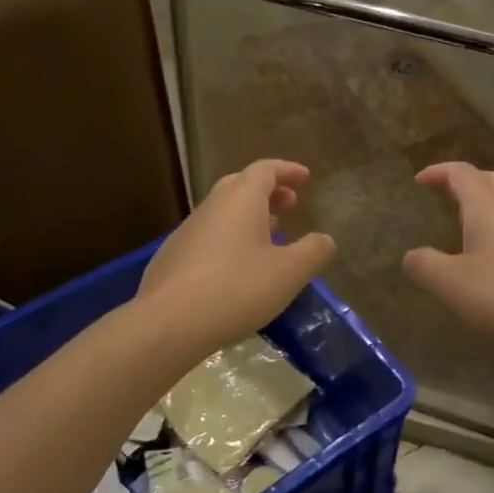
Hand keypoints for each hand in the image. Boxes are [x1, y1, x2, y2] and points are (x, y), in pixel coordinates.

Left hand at [138, 159, 336, 354]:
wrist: (168, 323)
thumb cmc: (237, 289)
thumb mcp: (289, 273)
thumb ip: (314, 251)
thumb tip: (325, 239)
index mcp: (241, 198)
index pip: (266, 169)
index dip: (287, 171)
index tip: (305, 178)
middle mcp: (212, 205)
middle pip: (242, 185)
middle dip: (268, 191)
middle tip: (290, 205)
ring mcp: (187, 230)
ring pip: (223, 211)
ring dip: (248, 216)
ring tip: (269, 237)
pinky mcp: (171, 256)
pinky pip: (208, 235)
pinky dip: (229, 238)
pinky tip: (236, 267)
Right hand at [403, 162, 493, 362]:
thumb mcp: (452, 284)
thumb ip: (425, 266)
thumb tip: (411, 256)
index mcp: (486, 206)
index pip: (460, 173)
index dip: (438, 172)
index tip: (420, 181)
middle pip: (489, 179)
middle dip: (465, 182)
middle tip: (446, 195)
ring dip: (485, 206)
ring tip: (467, 228)